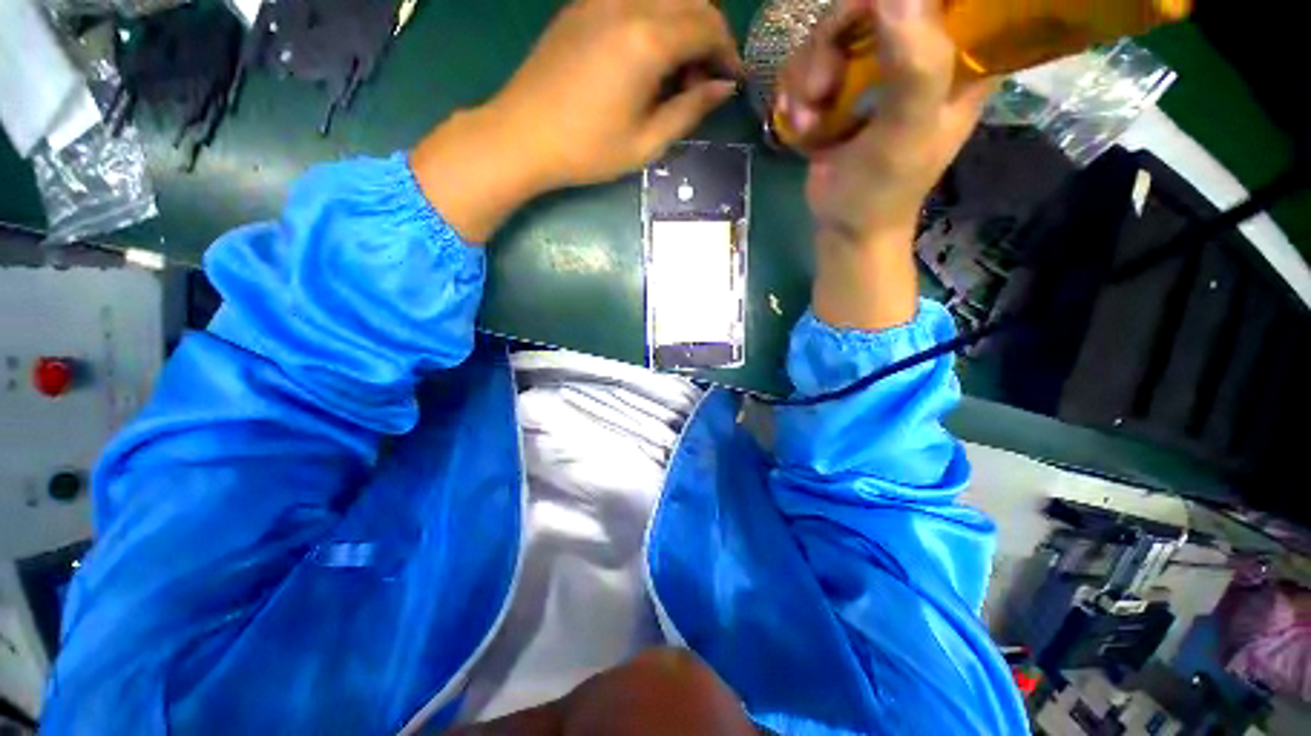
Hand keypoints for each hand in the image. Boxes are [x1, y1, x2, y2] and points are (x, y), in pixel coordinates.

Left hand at [492, 0, 741, 188]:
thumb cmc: (588, 150)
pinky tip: (647, 56)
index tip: (732, 82)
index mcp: (647, 39)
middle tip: (704, 80)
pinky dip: (656, 18)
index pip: (708, 26)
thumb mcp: (646, 143)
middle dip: (710, 34)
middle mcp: (628, 3)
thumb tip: (723, 88)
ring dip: (684, 23)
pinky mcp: (583, 4)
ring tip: (676, 72)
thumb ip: (690, 110)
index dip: (728, 53)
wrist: (522, 136)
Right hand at [779, 0, 989, 328]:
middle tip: (823, 88)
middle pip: (873, 2)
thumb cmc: (882, 191)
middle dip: (834, 39)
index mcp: (959, 56)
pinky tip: (802, 124)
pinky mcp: (841, 85)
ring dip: (808, 75)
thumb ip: (915, 66)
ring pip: (832, 29)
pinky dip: (797, 93)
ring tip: (809, 118)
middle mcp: (918, 49)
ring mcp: (875, 65)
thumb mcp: (907, 134)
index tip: (868, 24)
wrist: (843, 228)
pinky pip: (810, 61)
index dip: (903, 3)